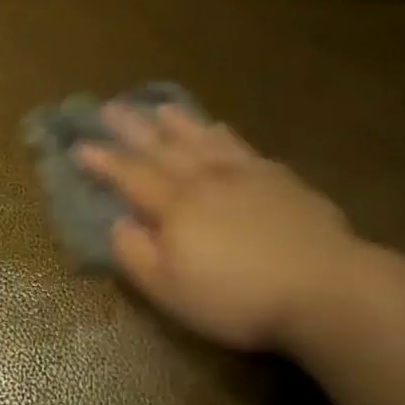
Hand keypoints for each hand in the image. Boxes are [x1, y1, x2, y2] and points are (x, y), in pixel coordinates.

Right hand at [74, 103, 374, 354]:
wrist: (324, 287)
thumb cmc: (238, 298)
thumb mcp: (171, 290)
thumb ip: (136, 255)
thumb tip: (116, 223)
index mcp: (174, 206)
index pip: (130, 176)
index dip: (103, 161)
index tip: (80, 145)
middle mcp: (203, 179)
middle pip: (161, 147)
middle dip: (132, 128)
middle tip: (110, 107)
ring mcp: (244, 174)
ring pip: (201, 138)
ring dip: (176, 122)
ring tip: (159, 107)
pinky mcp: (279, 178)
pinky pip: (241, 146)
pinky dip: (223, 134)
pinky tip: (219, 128)